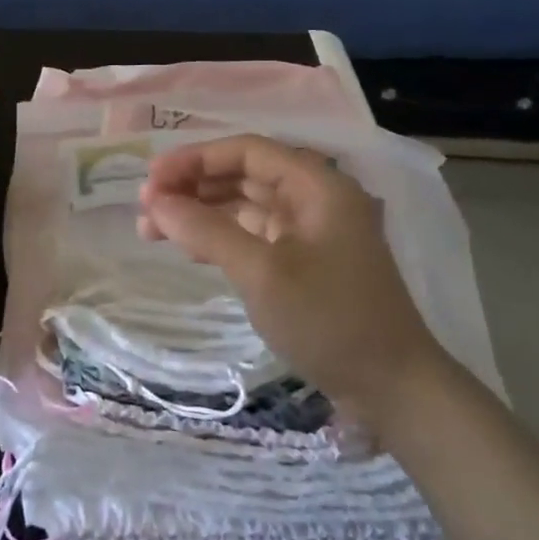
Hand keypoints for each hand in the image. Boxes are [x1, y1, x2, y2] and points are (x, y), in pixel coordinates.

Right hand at [137, 134, 450, 435]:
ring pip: (245, 206)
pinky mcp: (305, 261)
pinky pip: (254, 234)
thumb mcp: (262, 273)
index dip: (195, 159)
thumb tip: (155, 203)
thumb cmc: (330, 320)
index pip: (246, 150)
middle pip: (244, 175)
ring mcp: (311, 231)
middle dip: (192, 187)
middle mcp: (315, 198)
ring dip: (200, 213)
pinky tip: (188, 249)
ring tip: (152, 230)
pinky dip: (220, 238)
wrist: (393, 389)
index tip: (151, 180)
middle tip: (145, 208)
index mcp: (317, 185)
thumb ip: (206, 231)